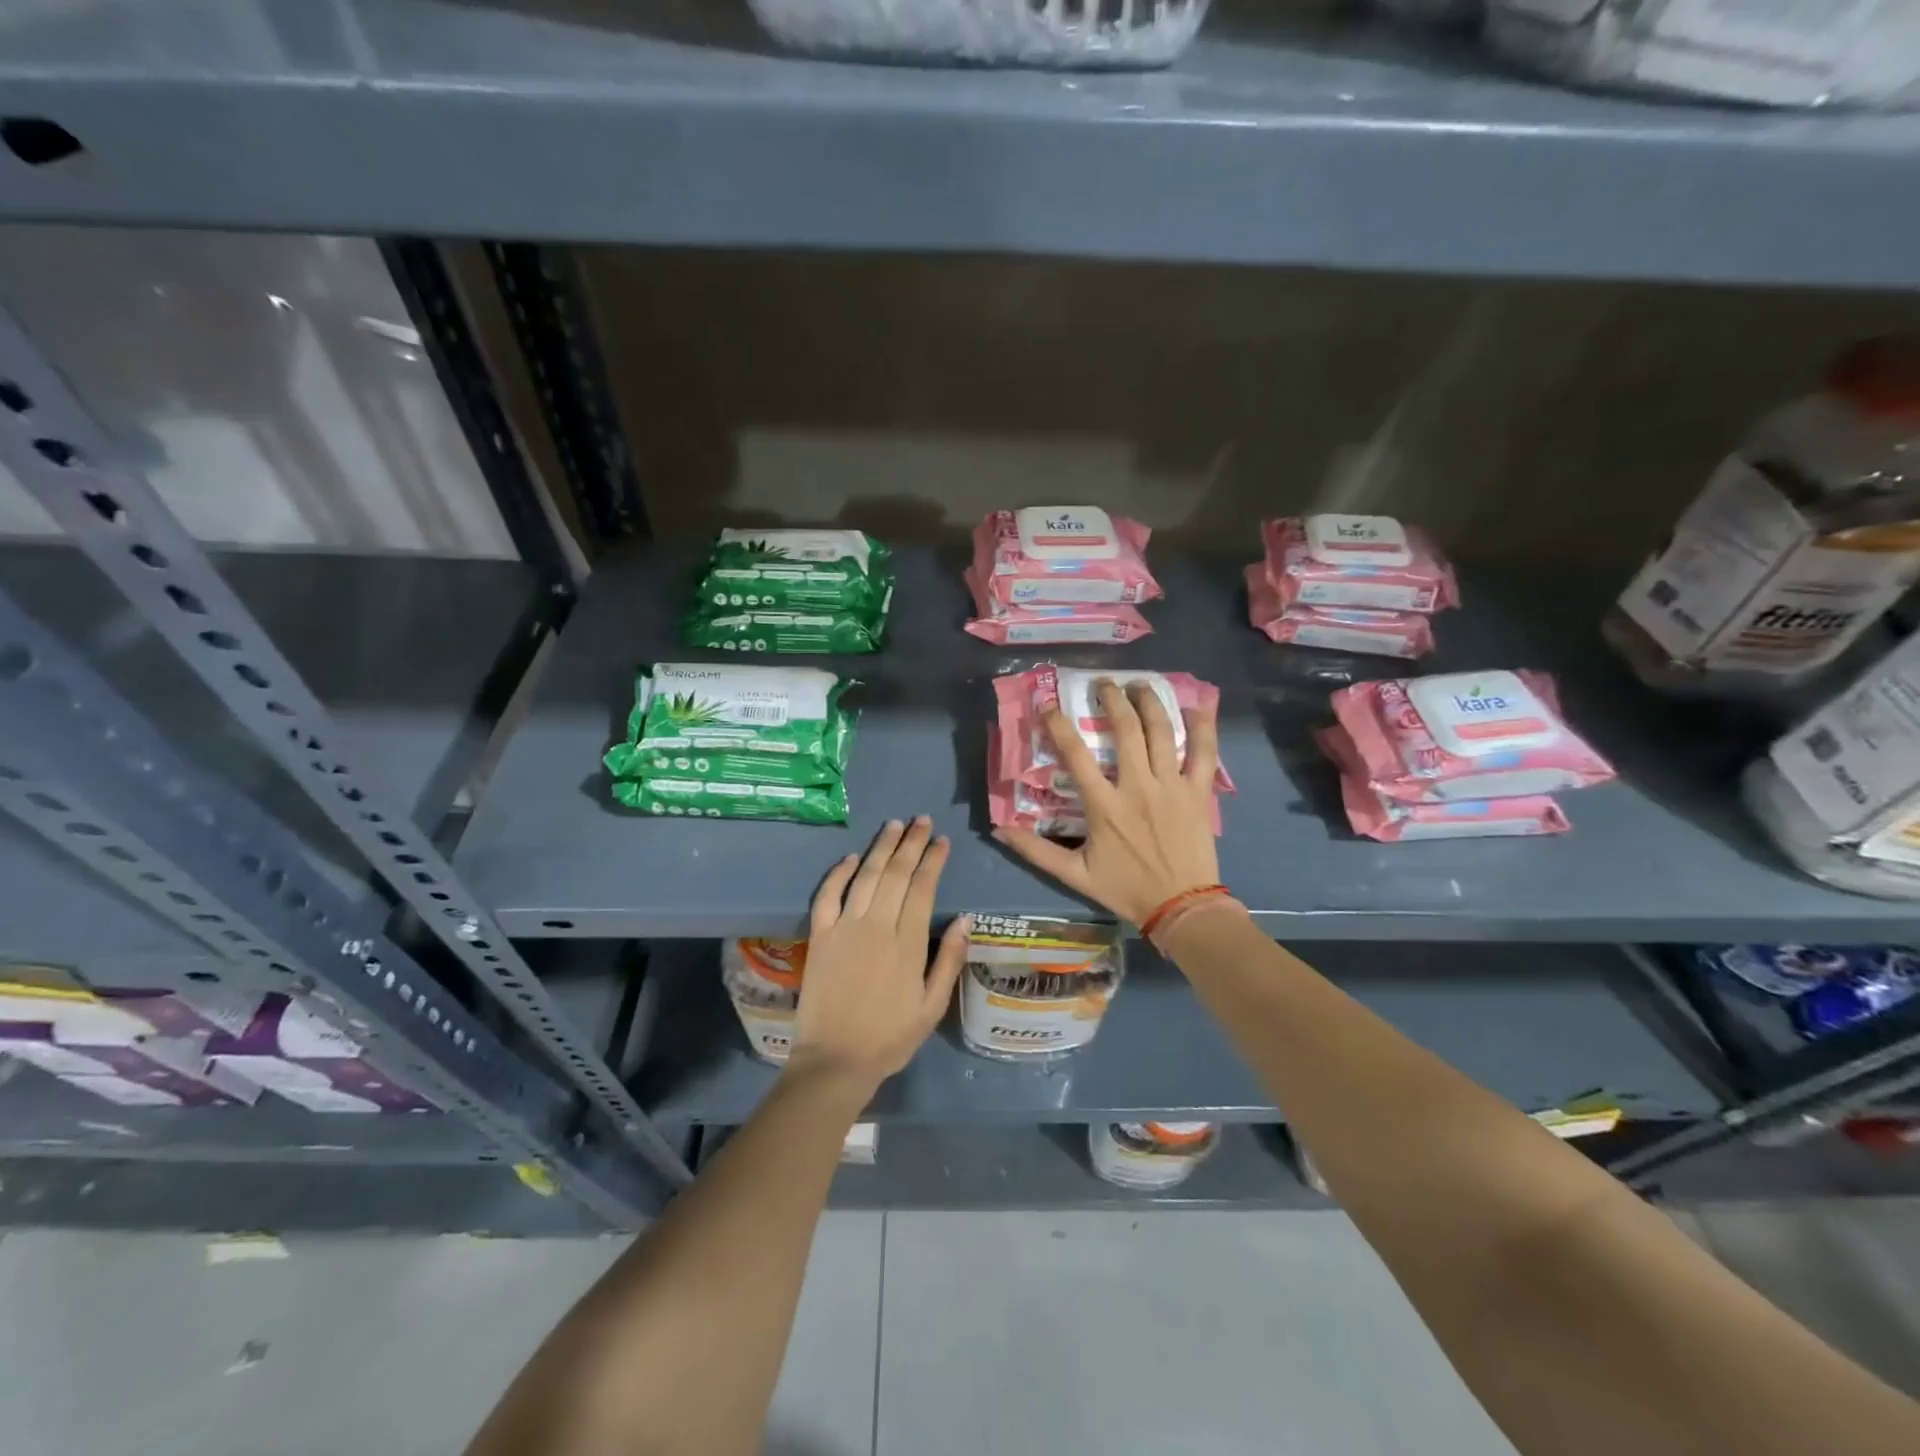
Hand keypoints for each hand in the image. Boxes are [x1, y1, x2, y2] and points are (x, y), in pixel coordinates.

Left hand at [787, 816, 969, 1093]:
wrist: (834, 1060)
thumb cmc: (890, 1037)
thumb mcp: (932, 1006)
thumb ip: (948, 959)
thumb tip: (965, 918)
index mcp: (907, 942)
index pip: (923, 887)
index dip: (933, 860)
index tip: (942, 841)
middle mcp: (876, 925)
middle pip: (896, 873)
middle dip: (911, 843)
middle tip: (921, 821)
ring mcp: (844, 928)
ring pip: (865, 875)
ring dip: (881, 847)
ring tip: (894, 825)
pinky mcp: (819, 936)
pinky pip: (827, 895)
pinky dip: (838, 873)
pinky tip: (850, 857)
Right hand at [995, 680, 1220, 924]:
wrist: (1182, 907)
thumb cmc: (1127, 889)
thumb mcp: (1075, 874)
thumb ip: (1036, 851)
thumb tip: (999, 829)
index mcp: (1104, 806)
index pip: (1076, 755)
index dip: (1059, 725)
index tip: (1048, 705)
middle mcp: (1138, 787)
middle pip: (1126, 730)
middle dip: (1113, 699)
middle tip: (1105, 684)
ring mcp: (1172, 786)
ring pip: (1162, 732)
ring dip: (1150, 702)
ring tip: (1140, 685)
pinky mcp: (1199, 792)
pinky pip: (1204, 752)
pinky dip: (1203, 726)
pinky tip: (1196, 706)